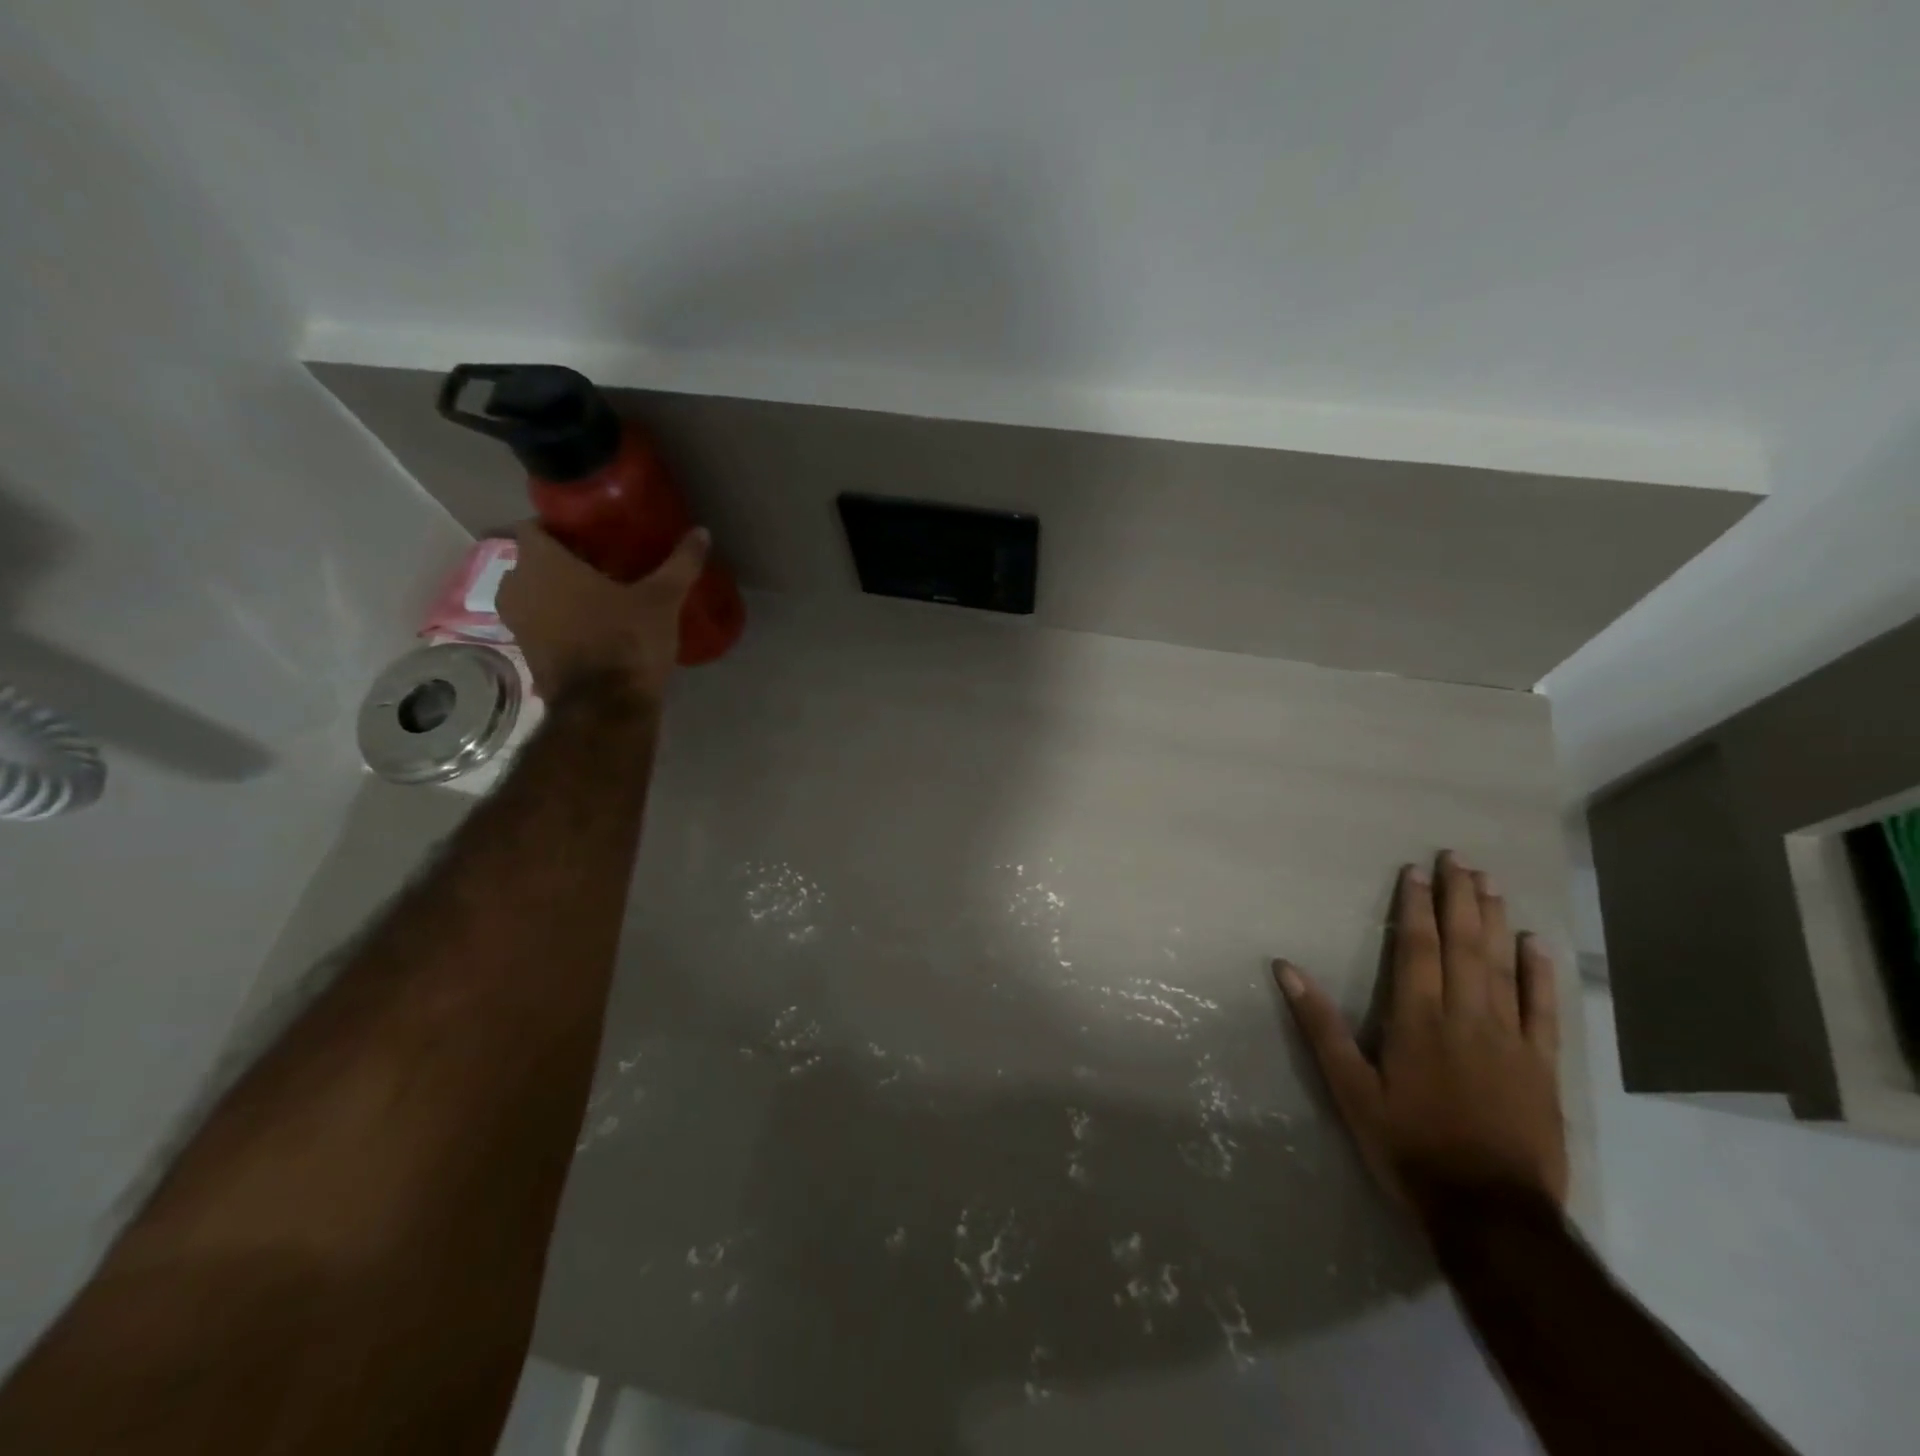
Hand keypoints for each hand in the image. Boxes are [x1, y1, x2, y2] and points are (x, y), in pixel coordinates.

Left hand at [496, 523, 709, 702]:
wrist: (605, 708)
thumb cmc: (627, 640)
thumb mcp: (662, 600)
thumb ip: (680, 564)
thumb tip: (702, 532)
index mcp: (543, 563)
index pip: (534, 527)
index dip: (560, 528)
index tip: (591, 534)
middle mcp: (518, 587)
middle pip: (533, 561)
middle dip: (560, 561)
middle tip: (600, 564)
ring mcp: (516, 623)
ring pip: (533, 594)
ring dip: (556, 592)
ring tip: (595, 596)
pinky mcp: (526, 653)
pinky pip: (538, 623)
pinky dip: (556, 620)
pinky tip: (590, 627)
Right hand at [1276, 851, 1566, 1216]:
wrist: (1491, 1215)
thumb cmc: (1409, 1148)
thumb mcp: (1350, 1090)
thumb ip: (1320, 1026)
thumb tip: (1286, 968)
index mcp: (1418, 1021)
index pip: (1417, 949)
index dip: (1415, 907)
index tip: (1415, 871)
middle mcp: (1467, 1018)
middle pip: (1463, 946)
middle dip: (1459, 898)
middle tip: (1459, 858)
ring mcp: (1511, 1040)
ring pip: (1503, 967)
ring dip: (1495, 921)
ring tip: (1490, 883)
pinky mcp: (1542, 1067)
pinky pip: (1543, 1010)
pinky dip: (1540, 974)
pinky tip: (1536, 945)